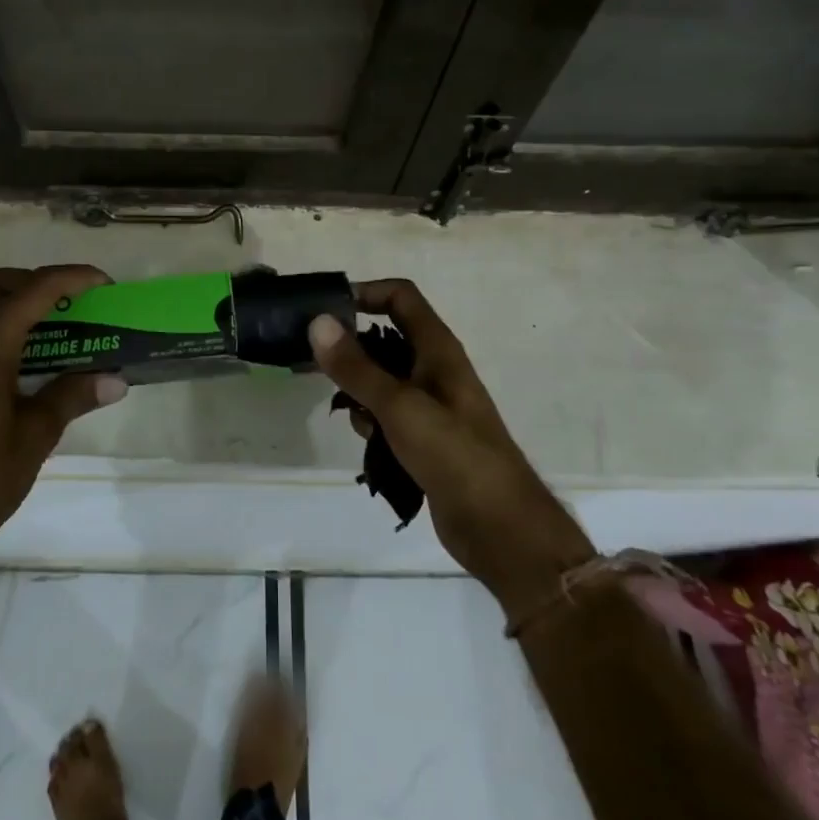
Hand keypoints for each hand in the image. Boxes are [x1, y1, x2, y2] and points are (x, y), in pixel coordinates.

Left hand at [0, 266, 126, 576]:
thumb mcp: (37, 436)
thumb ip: (74, 396)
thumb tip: (117, 379)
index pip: (31, 293)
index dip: (70, 278)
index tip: (103, 283)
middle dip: (32, 281)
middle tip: (68, 303)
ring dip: (14, 304)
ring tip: (55, 329)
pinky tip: (26, 362)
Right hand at [309, 280, 593, 620]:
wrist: (500, 527)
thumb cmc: (454, 454)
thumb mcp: (399, 406)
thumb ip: (357, 366)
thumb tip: (318, 322)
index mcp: (438, 349)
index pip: (400, 296)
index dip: (365, 292)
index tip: (326, 310)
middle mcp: (435, 369)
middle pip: (385, 338)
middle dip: (353, 350)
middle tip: (318, 366)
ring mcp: (431, 405)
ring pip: (382, 381)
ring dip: (360, 392)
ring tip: (353, 417)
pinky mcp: (426, 438)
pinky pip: (388, 416)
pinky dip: (374, 424)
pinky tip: (371, 447)